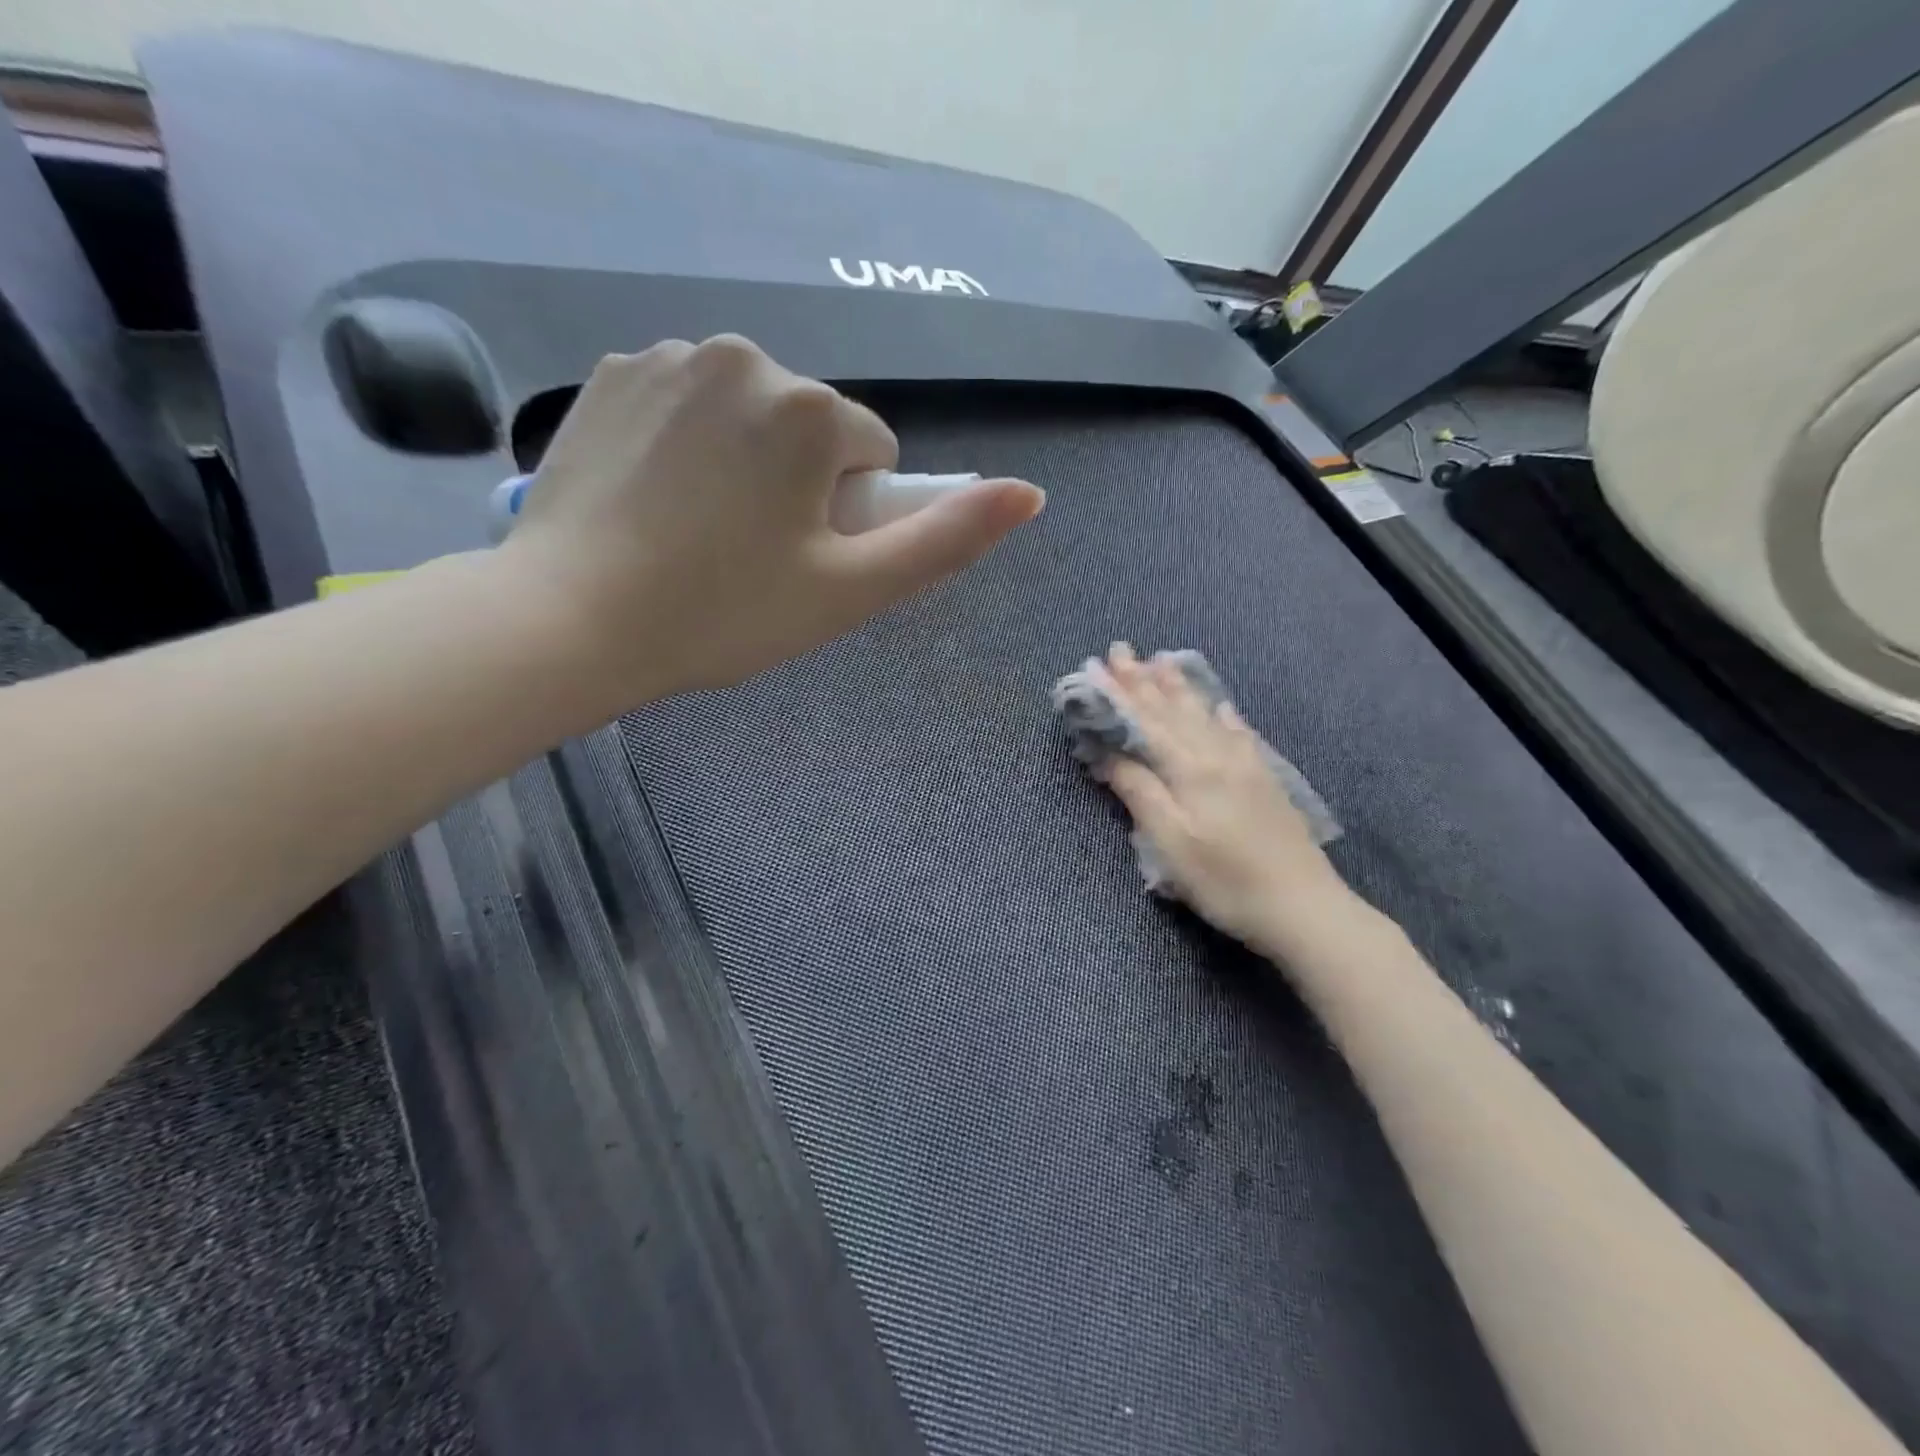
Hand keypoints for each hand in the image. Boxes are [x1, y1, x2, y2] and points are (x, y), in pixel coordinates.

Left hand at [497, 335, 1043, 703]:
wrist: (571, 620)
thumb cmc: (726, 613)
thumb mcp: (852, 591)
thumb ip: (946, 540)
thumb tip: (1031, 494)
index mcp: (812, 407)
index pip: (873, 457)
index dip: (850, 517)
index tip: (802, 561)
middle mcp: (745, 356)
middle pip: (812, 429)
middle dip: (801, 485)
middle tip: (751, 555)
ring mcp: (669, 357)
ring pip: (750, 416)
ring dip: (746, 463)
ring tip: (701, 533)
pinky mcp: (611, 373)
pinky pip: (688, 405)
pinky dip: (689, 445)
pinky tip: (656, 501)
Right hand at [1099, 643, 1355, 953]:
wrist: (1304, 907)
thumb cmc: (1225, 881)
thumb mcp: (1170, 844)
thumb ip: (1140, 792)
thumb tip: (1109, 753)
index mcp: (1190, 769)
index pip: (1144, 722)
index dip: (1117, 695)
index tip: (1095, 666)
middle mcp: (1217, 755)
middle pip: (1173, 711)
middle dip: (1142, 680)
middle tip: (1120, 650)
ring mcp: (1245, 765)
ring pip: (1204, 715)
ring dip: (1179, 688)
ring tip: (1161, 661)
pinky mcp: (1264, 780)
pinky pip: (1238, 733)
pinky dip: (1223, 715)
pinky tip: (1222, 706)